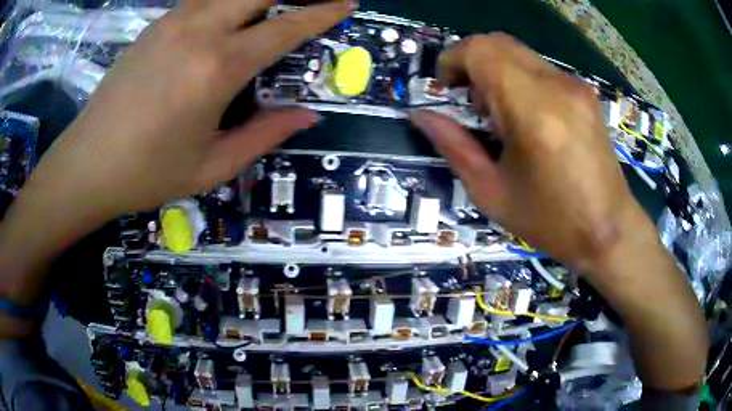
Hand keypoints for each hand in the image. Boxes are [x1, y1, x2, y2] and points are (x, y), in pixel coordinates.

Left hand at [44, 0, 351, 216]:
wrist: (88, 163)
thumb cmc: (148, 173)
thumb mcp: (212, 166)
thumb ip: (264, 135)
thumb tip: (307, 117)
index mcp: (218, 68)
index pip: (286, 27)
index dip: (322, 12)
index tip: (346, 2)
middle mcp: (199, 31)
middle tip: (310, 2)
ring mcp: (174, 22)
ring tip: (271, 9)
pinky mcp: (155, 25)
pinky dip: (226, 0)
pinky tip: (229, 15)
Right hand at [410, 33, 655, 273]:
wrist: (608, 230)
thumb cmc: (551, 221)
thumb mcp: (492, 192)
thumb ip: (454, 146)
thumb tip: (422, 116)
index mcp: (532, 110)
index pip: (481, 50)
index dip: (452, 59)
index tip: (446, 88)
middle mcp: (556, 86)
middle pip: (498, 42)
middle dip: (471, 63)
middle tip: (470, 103)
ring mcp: (574, 86)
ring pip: (519, 53)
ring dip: (496, 72)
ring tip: (500, 117)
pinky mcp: (584, 93)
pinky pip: (539, 68)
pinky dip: (519, 79)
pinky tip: (527, 118)